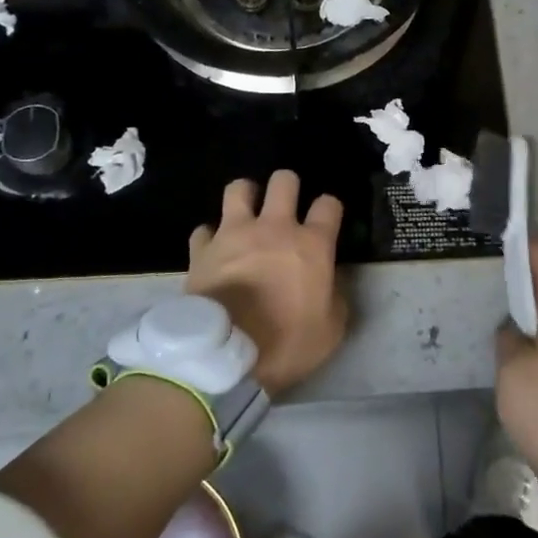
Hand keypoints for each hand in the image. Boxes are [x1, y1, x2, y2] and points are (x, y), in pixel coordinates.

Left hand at [186, 171, 346, 394]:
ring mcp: (234, 234)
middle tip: (285, 208)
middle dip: (287, 187)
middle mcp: (274, 228)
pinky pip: (204, 230)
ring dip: (246, 196)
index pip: (328, 204)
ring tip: (247, 213)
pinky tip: (213, 250)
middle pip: (284, 181)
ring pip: (239, 188)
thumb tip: (331, 283)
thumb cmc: (286, 344)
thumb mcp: (330, 331)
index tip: (326, 222)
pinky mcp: (202, 249)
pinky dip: (210, 237)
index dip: (329, 209)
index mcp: (311, 244)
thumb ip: (335, 298)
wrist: (225, 356)